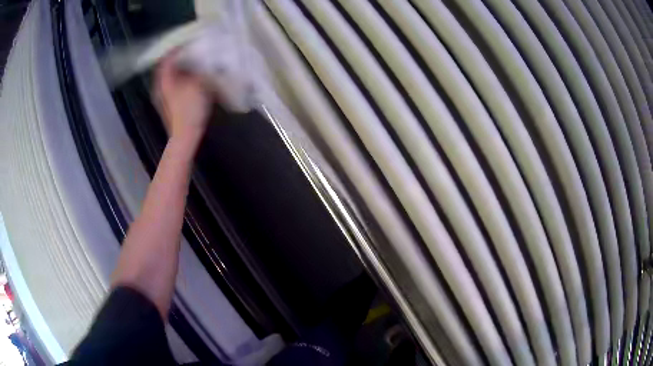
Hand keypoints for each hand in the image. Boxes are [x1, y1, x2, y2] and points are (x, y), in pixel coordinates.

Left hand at [154, 54, 211, 143]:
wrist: (184, 136)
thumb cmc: (189, 109)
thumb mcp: (198, 84)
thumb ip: (199, 70)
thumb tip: (202, 61)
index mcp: (164, 80)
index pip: (167, 59)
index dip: (176, 49)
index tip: (187, 42)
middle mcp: (161, 86)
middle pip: (167, 67)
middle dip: (179, 58)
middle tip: (192, 51)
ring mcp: (164, 97)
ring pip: (171, 77)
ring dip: (182, 69)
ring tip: (195, 63)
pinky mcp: (170, 104)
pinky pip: (175, 85)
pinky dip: (183, 79)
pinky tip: (193, 79)